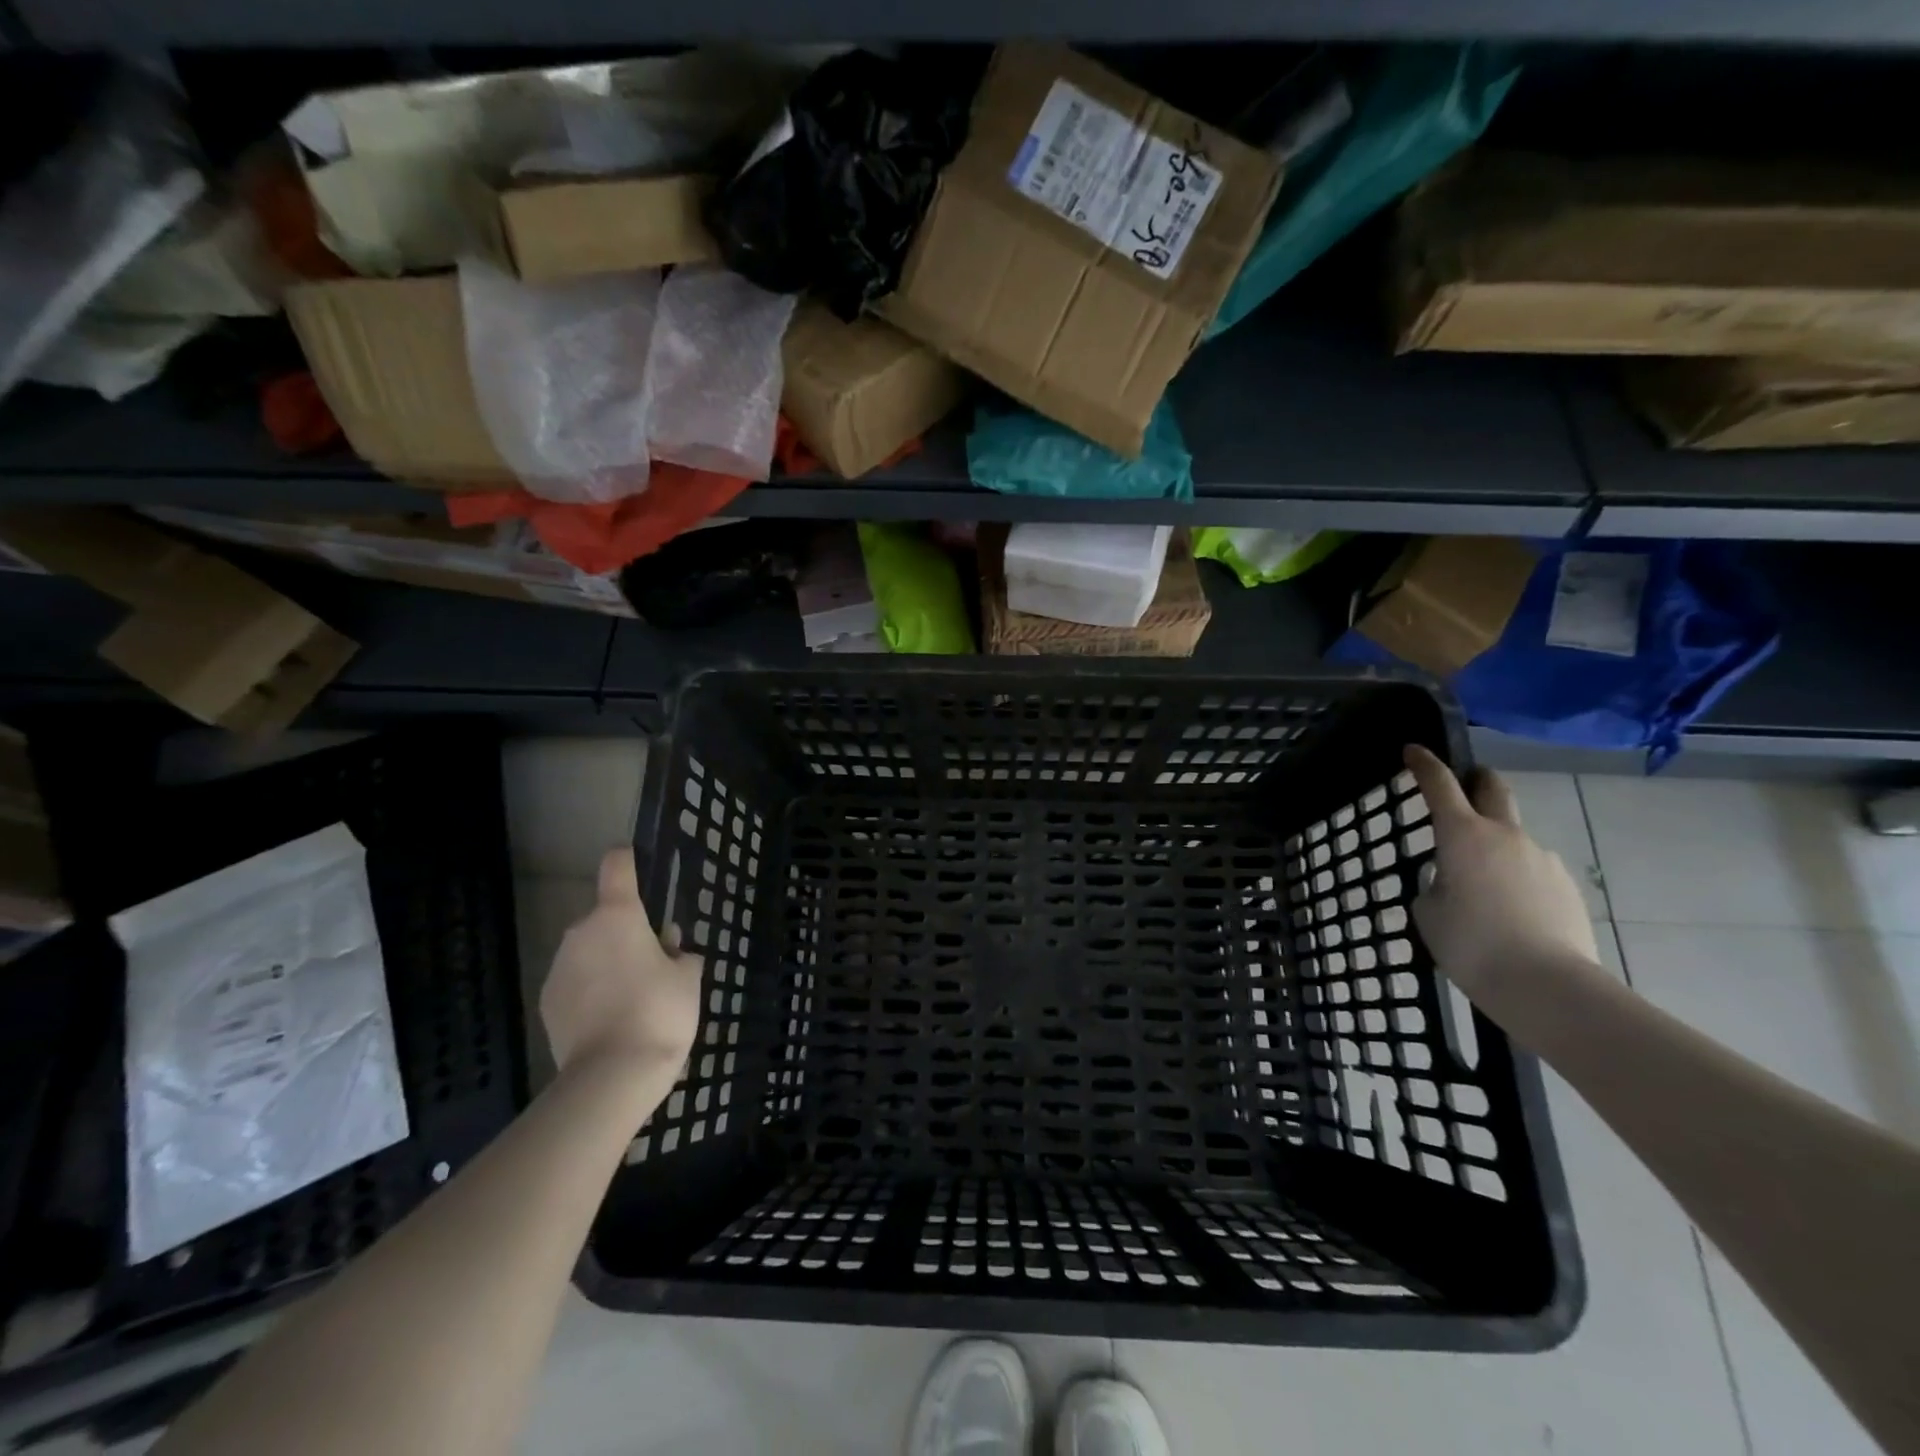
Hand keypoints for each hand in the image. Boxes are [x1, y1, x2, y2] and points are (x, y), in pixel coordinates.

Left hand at [540, 849, 702, 1077]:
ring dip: (608, 962)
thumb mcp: (688, 977)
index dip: (628, 859)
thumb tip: (669, 945)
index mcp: (618, 916)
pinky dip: (591, 990)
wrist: (612, 1076)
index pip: (617, 867)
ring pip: (589, 952)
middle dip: (626, 932)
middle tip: (654, 961)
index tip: (637, 861)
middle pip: (605, 917)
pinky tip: (612, 1019)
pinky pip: (575, 982)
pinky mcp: (547, 1002)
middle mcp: (581, 933)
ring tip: (633, 998)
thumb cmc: (660, 1012)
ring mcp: (559, 968)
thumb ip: (680, 953)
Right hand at [1403, 745, 1599, 1001]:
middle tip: (1463, 786)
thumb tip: (1452, 880)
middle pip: (1494, 789)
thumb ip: (1435, 884)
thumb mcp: (1428, 912)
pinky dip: (1516, 878)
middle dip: (1476, 780)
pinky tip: (1509, 913)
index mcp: (1462, 835)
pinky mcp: (1567, 887)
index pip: (1439, 785)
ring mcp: (1542, 859)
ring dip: (1495, 845)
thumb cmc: (1472, 945)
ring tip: (1480, 886)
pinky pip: (1532, 870)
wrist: (1549, 987)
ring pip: (1513, 837)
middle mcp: (1505, 836)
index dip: (1424, 764)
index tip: (1414, 750)